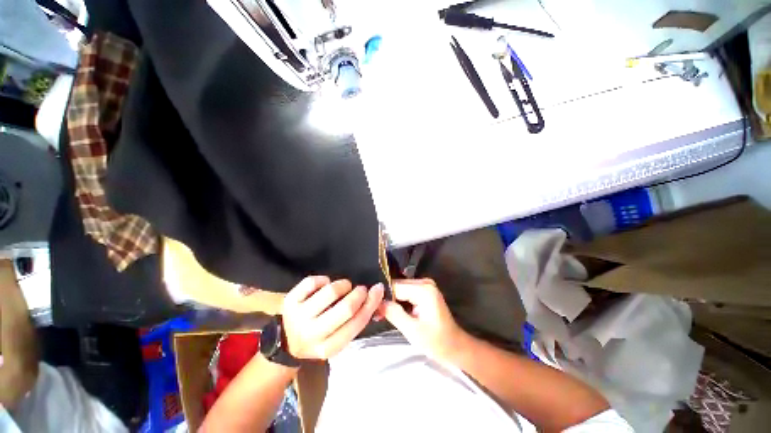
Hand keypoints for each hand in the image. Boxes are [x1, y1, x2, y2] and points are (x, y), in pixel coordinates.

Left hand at [281, 276, 383, 359]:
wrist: (286, 342)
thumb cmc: (319, 338)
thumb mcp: (338, 339)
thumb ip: (356, 321)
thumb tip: (377, 297)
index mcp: (328, 348)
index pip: (357, 323)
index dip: (371, 303)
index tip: (378, 289)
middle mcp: (312, 334)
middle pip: (345, 308)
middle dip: (359, 294)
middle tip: (361, 289)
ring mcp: (299, 317)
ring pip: (330, 291)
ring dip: (343, 285)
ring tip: (344, 287)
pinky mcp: (290, 301)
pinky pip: (313, 281)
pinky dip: (324, 280)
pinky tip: (325, 286)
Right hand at [377, 279, 467, 363]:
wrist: (455, 347)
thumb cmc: (436, 341)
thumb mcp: (412, 330)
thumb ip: (394, 313)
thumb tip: (377, 302)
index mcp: (424, 290)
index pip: (396, 287)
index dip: (383, 298)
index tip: (374, 310)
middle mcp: (425, 282)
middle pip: (398, 286)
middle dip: (388, 299)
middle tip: (378, 315)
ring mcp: (426, 286)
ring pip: (401, 289)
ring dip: (393, 301)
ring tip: (383, 315)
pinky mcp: (425, 291)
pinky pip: (407, 292)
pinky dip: (400, 302)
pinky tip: (394, 312)